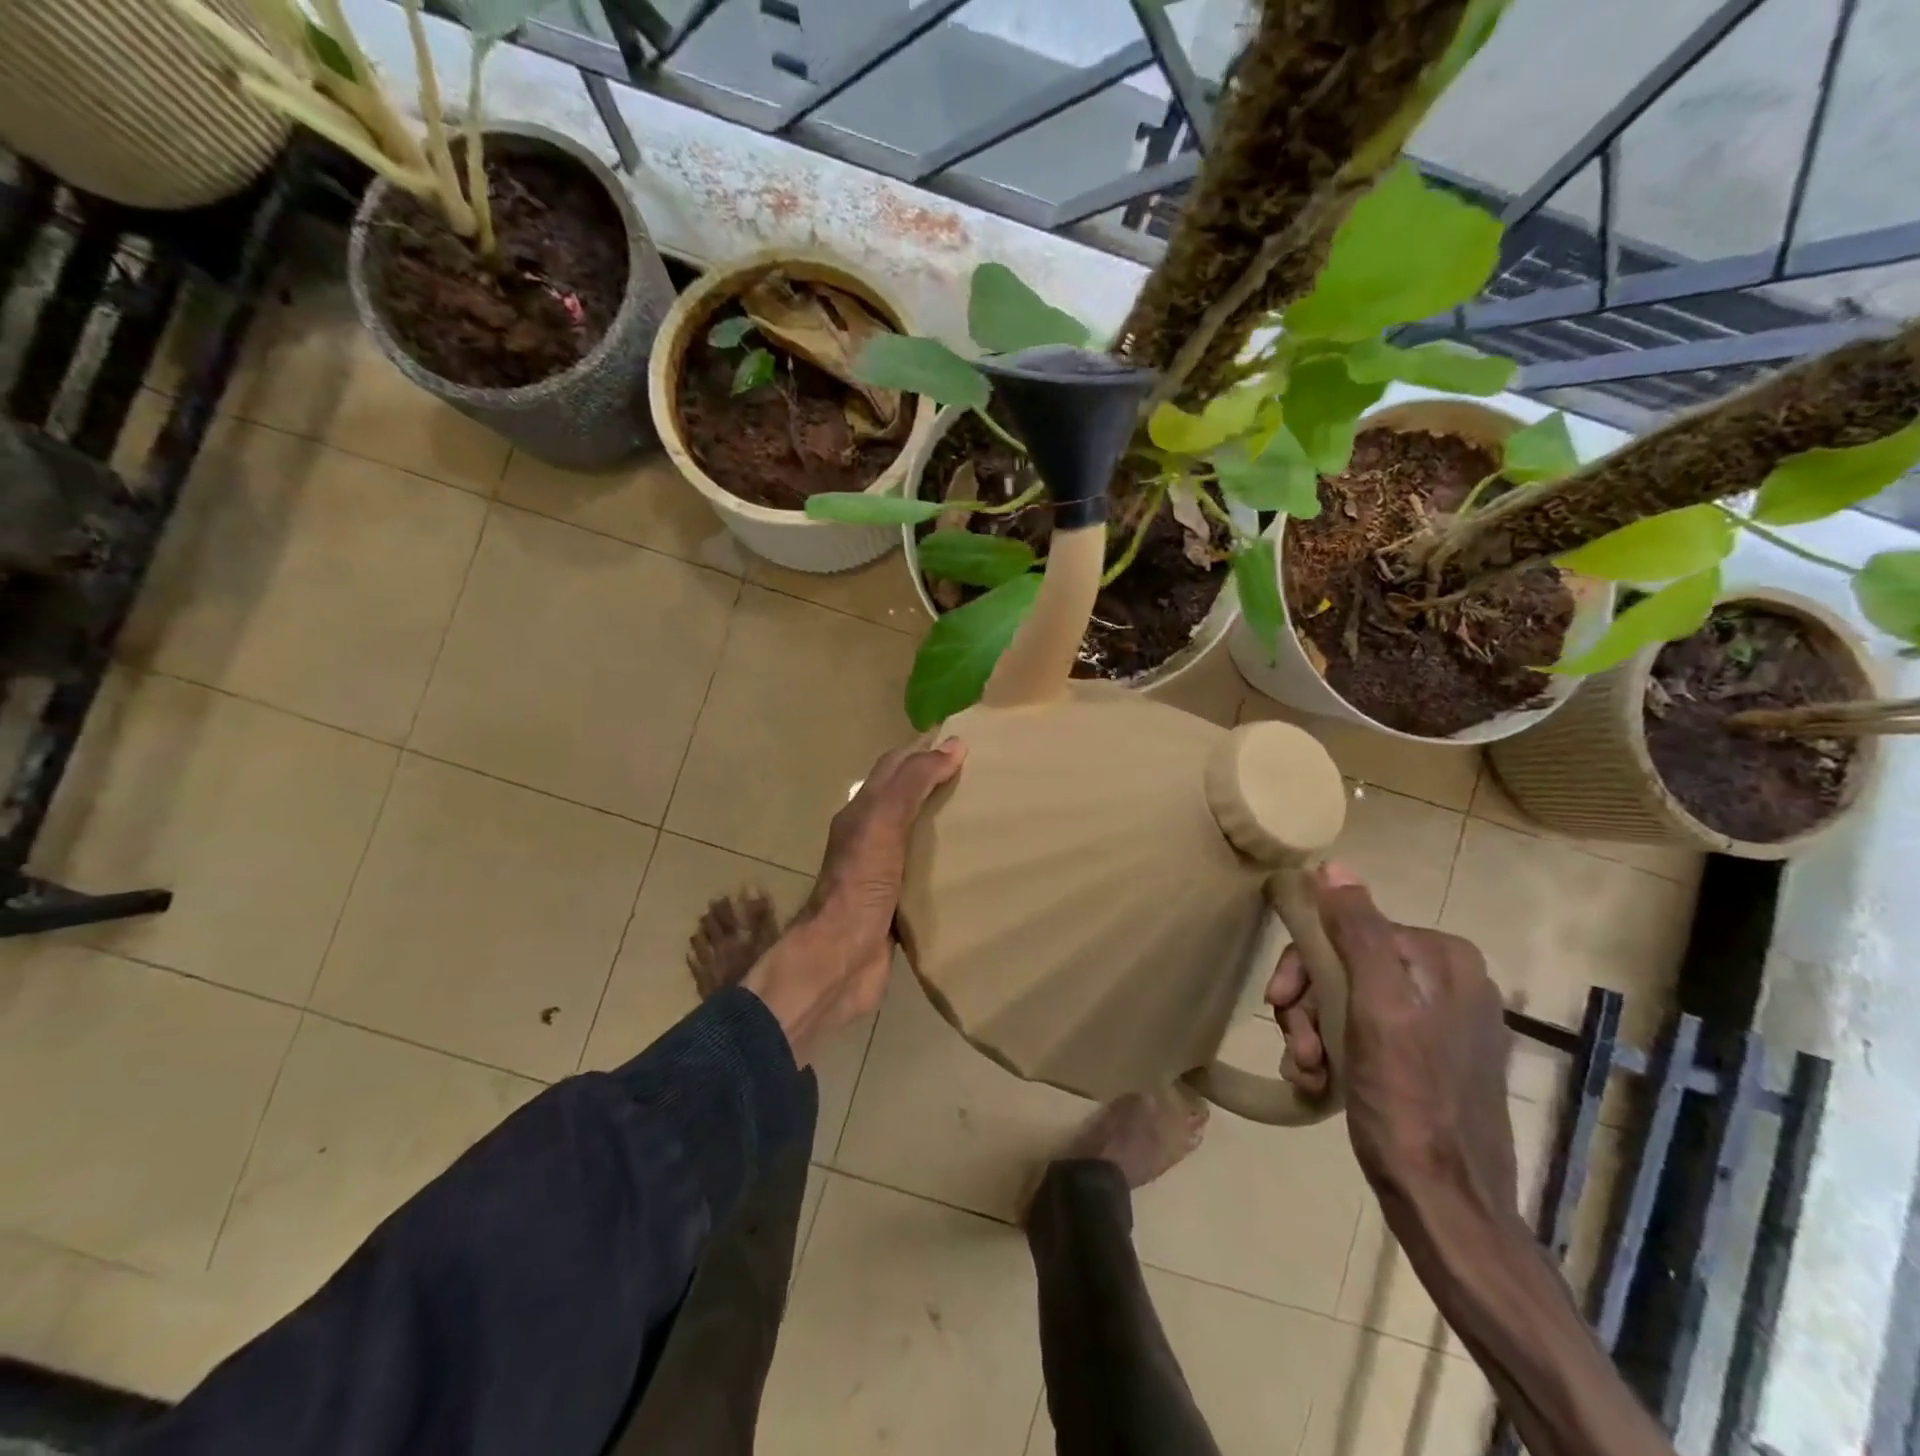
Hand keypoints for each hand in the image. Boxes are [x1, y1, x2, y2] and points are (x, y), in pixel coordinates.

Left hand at [745, 738, 964, 1063]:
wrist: (840, 961)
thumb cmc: (859, 885)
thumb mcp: (883, 823)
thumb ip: (913, 784)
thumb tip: (953, 746)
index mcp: (862, 813)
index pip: (894, 767)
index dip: (924, 751)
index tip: (966, 744)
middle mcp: (869, 837)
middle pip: (906, 799)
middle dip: (939, 784)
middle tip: (985, 780)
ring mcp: (883, 873)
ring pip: (918, 837)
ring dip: (946, 825)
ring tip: (987, 819)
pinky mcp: (897, 905)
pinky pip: (926, 874)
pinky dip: (947, 864)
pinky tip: (974, 867)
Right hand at [1265, 863, 1516, 1215]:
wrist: (1447, 1207)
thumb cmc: (1410, 1102)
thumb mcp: (1376, 1010)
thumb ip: (1358, 933)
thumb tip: (1331, 866)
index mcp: (1444, 959)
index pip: (1347, 930)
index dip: (1305, 965)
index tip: (1279, 1005)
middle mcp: (1447, 980)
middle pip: (1345, 966)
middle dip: (1308, 1006)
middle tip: (1295, 1046)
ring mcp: (1440, 1021)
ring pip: (1347, 1000)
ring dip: (1313, 1033)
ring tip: (1307, 1072)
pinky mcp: (1429, 1057)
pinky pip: (1363, 1031)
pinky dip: (1334, 1052)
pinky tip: (1321, 1083)